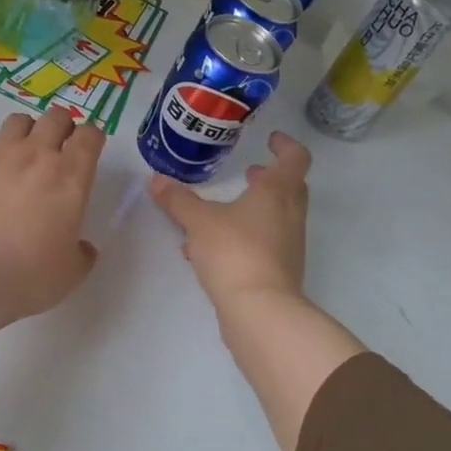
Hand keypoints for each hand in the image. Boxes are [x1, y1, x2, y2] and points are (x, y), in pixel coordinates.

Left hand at [0, 108, 104, 365]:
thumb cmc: (27, 276)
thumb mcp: (70, 274)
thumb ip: (82, 254)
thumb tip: (83, 247)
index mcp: (70, 176)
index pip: (90, 136)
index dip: (92, 138)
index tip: (89, 151)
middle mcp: (36, 154)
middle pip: (56, 116)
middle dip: (62, 127)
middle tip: (57, 150)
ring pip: (18, 121)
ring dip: (26, 133)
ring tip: (21, 156)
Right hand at [148, 131, 310, 308]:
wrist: (260, 310)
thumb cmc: (234, 252)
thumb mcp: (199, 222)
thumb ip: (178, 200)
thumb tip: (156, 179)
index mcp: (278, 193)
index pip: (295, 159)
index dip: (286, 145)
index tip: (271, 139)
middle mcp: (289, 216)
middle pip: (290, 188)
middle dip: (270, 179)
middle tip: (249, 174)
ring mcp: (288, 246)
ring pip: (275, 218)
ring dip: (253, 210)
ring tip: (221, 212)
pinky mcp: (279, 271)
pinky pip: (263, 244)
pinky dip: (243, 238)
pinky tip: (209, 250)